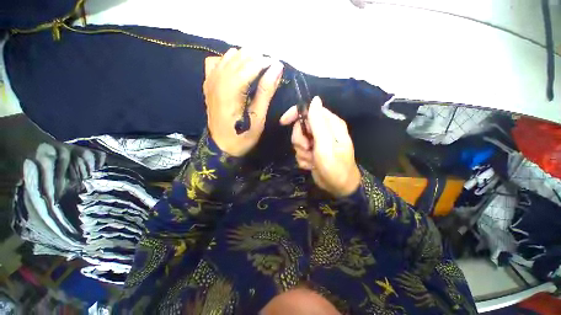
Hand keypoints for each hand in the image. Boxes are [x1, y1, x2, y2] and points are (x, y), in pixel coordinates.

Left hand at [204, 48, 283, 156]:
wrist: (221, 146)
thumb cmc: (242, 136)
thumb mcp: (258, 118)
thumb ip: (266, 91)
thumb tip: (277, 68)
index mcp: (230, 92)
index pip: (249, 65)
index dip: (265, 62)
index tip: (277, 66)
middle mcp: (218, 80)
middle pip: (239, 56)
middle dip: (257, 58)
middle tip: (270, 69)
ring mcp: (210, 80)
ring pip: (228, 55)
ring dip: (245, 58)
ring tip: (257, 69)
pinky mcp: (208, 84)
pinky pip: (217, 62)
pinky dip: (229, 61)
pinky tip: (236, 70)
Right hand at [280, 97, 360, 196]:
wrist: (339, 188)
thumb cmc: (335, 166)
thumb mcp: (326, 144)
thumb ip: (318, 122)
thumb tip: (315, 99)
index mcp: (330, 124)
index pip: (309, 110)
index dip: (295, 114)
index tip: (283, 122)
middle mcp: (323, 131)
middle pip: (300, 127)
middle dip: (300, 140)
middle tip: (308, 149)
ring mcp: (317, 142)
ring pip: (298, 141)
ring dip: (302, 152)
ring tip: (312, 160)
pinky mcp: (312, 152)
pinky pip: (300, 152)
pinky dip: (303, 159)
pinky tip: (311, 165)